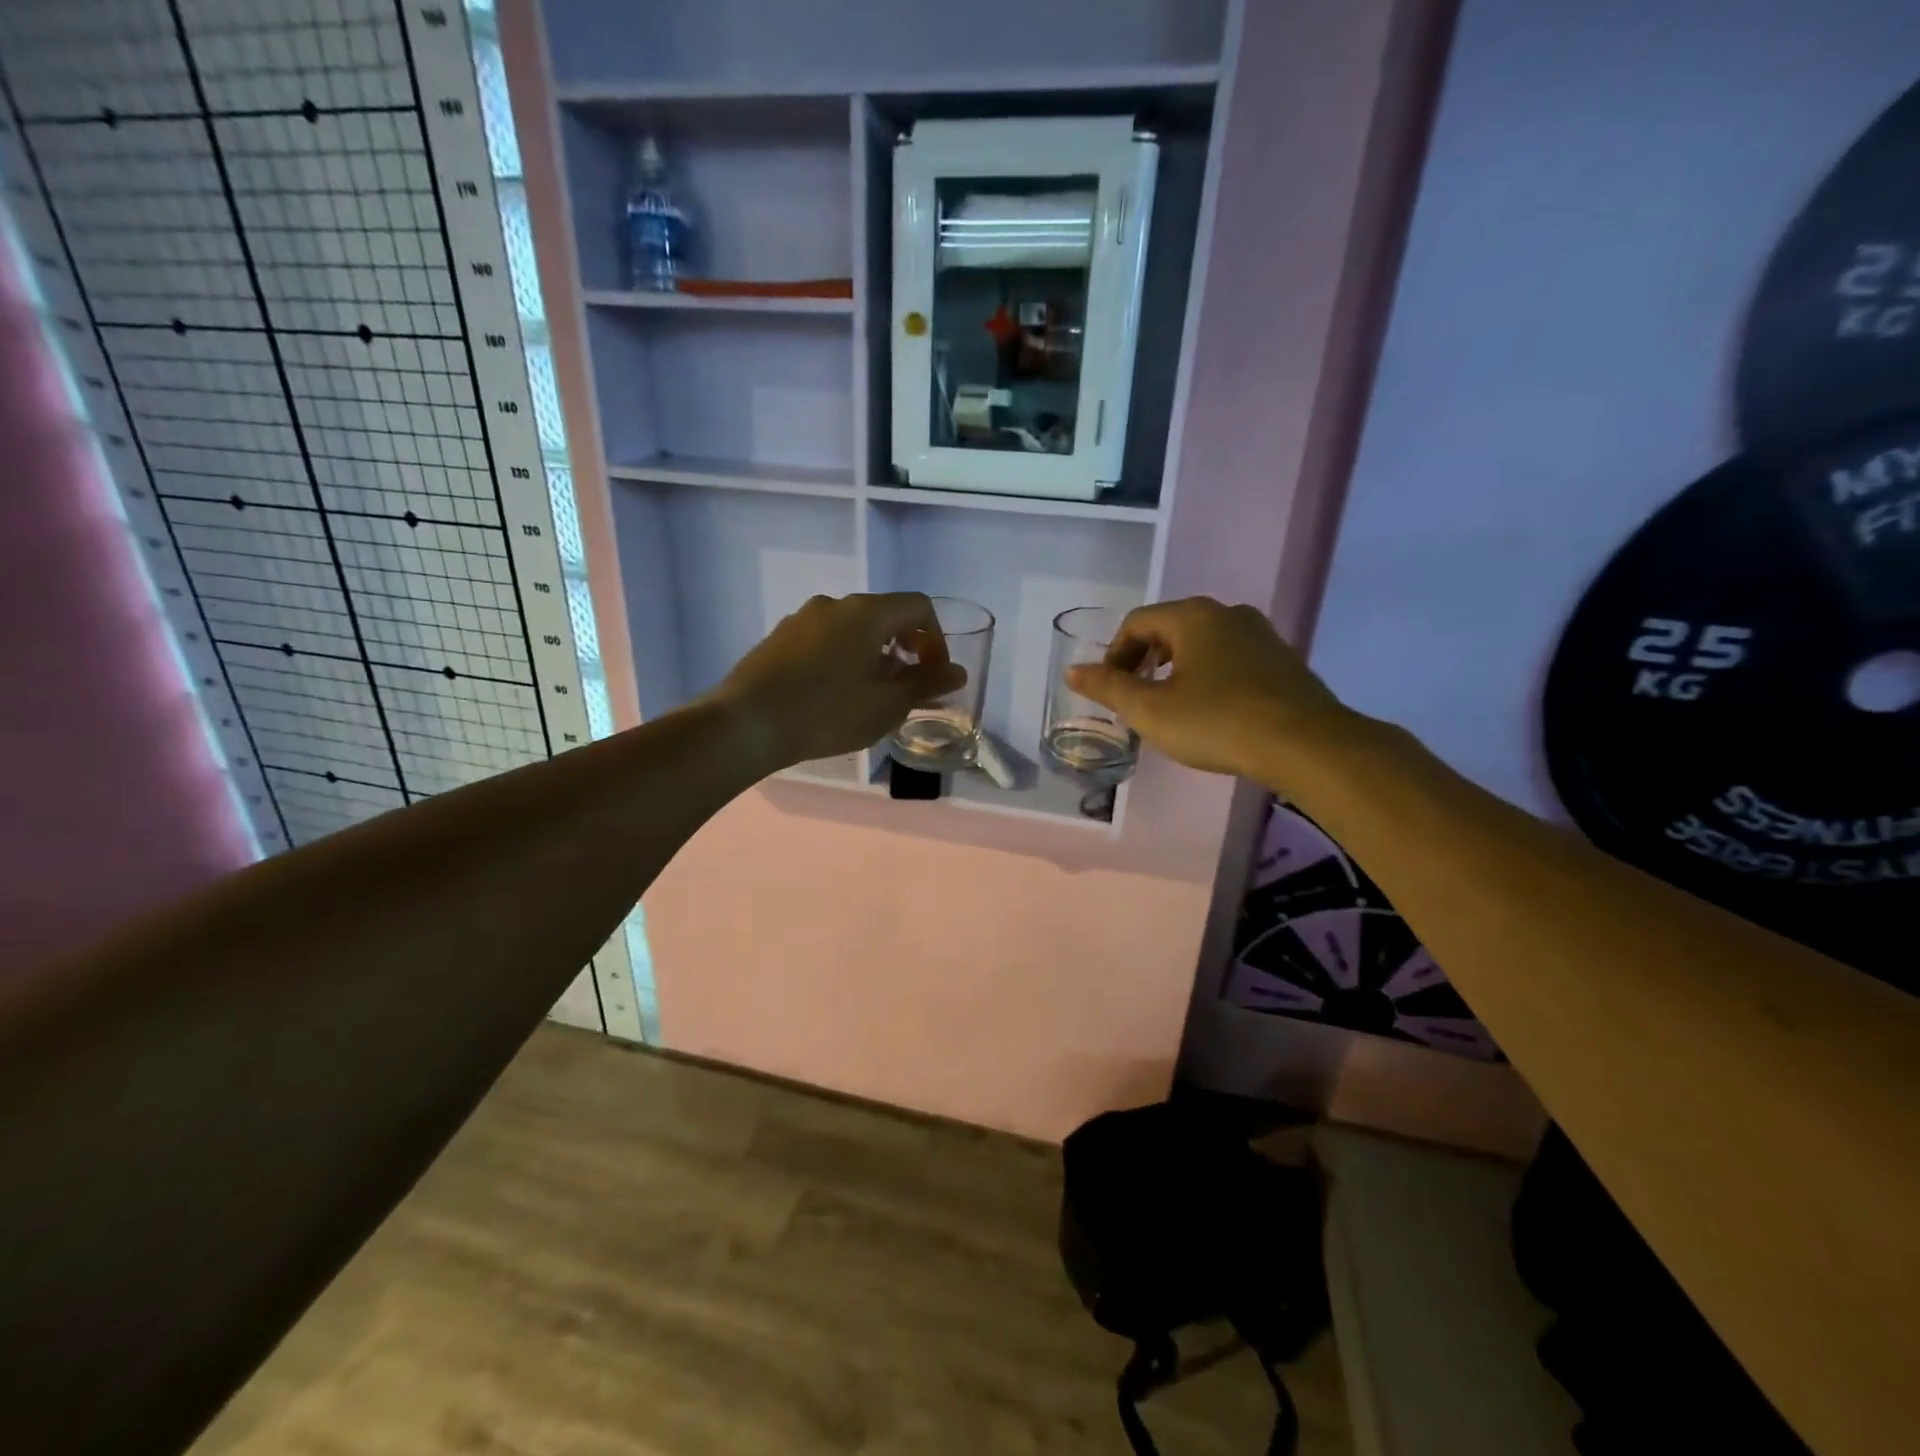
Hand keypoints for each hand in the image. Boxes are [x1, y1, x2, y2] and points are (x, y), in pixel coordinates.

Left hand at [714, 593, 965, 770]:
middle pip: (885, 615)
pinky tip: (834, 695)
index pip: (918, 606)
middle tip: (907, 687)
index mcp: (866, 611)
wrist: (747, 723)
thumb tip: (957, 672)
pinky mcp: (779, 639)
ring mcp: (802, 619)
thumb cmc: (828, 712)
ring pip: (853, 629)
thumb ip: (927, 684)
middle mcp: (834, 604)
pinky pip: (825, 640)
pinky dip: (844, 658)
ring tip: (871, 695)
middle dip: (905, 648)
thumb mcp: (887, 704)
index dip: (937, 639)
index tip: (935, 674)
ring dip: (873, 655)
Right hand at [1066, 597, 1360, 785]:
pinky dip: (1209, 677)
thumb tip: (1074, 671)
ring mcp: (1260, 634)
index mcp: (1192, 616)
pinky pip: (1231, 659)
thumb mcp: (1151, 710)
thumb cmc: (1217, 721)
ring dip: (1176, 670)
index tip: (1111, 692)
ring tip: (1171, 708)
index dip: (1114, 655)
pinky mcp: (1282, 660)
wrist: (1305, 744)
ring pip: (1202, 644)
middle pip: (1169, 629)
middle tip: (1136, 700)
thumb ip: (1108, 688)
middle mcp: (1227, 613)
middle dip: (1145, 661)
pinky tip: (1212, 712)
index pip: (1137, 623)